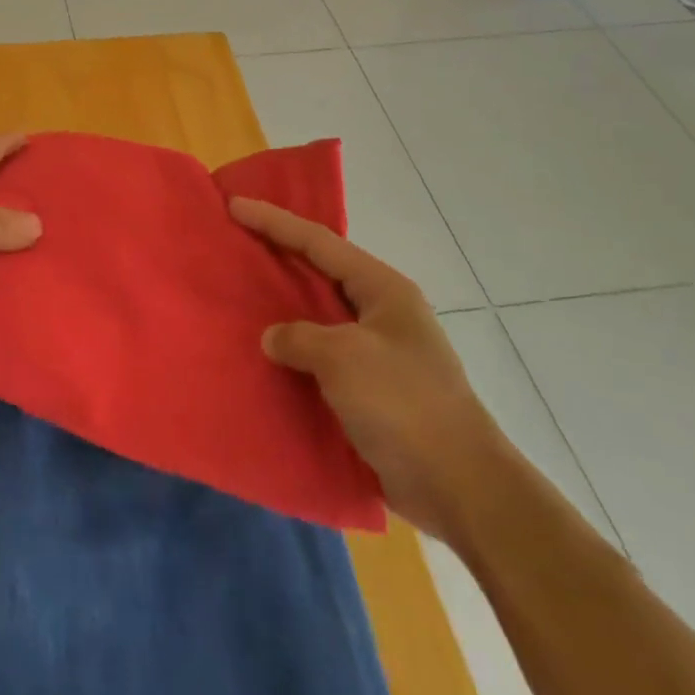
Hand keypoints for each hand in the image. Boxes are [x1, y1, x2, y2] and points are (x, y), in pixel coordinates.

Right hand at [231, 197, 515, 544]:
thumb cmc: (404, 405)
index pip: (319, 242)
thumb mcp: (343, 358)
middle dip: (278, 256)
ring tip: (239, 294)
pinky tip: (262, 355)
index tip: (234, 206)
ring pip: (317, 315)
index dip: (274, 222)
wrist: (459, 488)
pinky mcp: (369, 390)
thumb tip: (274, 339)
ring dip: (281, 306)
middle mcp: (381, 313)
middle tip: (234, 241)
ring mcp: (377, 352)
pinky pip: (319, 356)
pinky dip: (291, 351)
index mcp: (384, 290)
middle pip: (319, 271)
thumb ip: (298, 337)